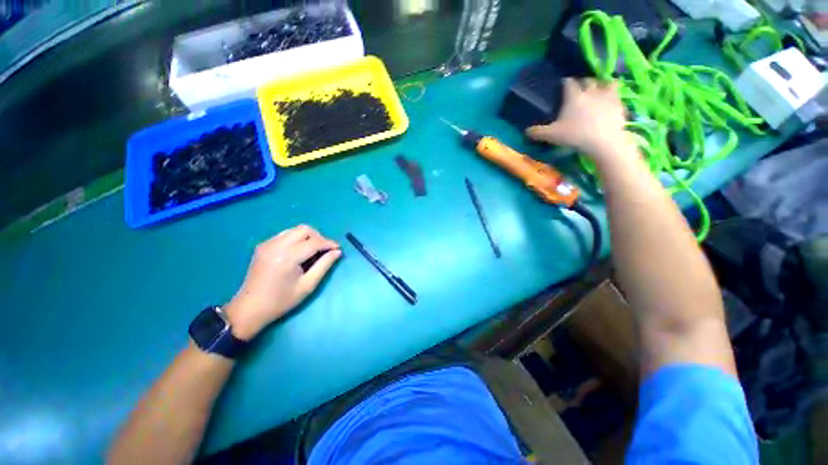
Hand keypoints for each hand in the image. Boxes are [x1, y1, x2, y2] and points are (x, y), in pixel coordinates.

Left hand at [224, 225, 341, 339]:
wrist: (249, 308)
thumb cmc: (281, 301)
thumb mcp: (308, 285)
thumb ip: (324, 265)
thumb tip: (337, 252)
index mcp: (287, 257)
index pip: (314, 242)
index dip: (329, 243)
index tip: (338, 249)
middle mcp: (276, 245)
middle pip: (304, 229)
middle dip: (318, 237)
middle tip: (325, 250)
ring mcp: (267, 244)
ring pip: (294, 230)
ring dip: (308, 237)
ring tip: (313, 251)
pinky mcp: (263, 246)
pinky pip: (285, 234)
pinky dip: (296, 239)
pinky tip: (298, 252)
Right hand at [526, 78, 631, 162]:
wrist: (604, 142)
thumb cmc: (575, 136)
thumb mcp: (551, 136)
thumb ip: (538, 132)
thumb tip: (526, 131)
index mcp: (574, 96)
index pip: (568, 83)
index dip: (565, 83)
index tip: (563, 85)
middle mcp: (591, 91)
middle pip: (587, 80)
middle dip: (583, 82)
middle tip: (580, 89)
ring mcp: (607, 96)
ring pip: (606, 83)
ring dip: (601, 84)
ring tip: (599, 90)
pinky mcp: (619, 103)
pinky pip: (618, 93)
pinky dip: (614, 94)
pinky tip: (611, 99)